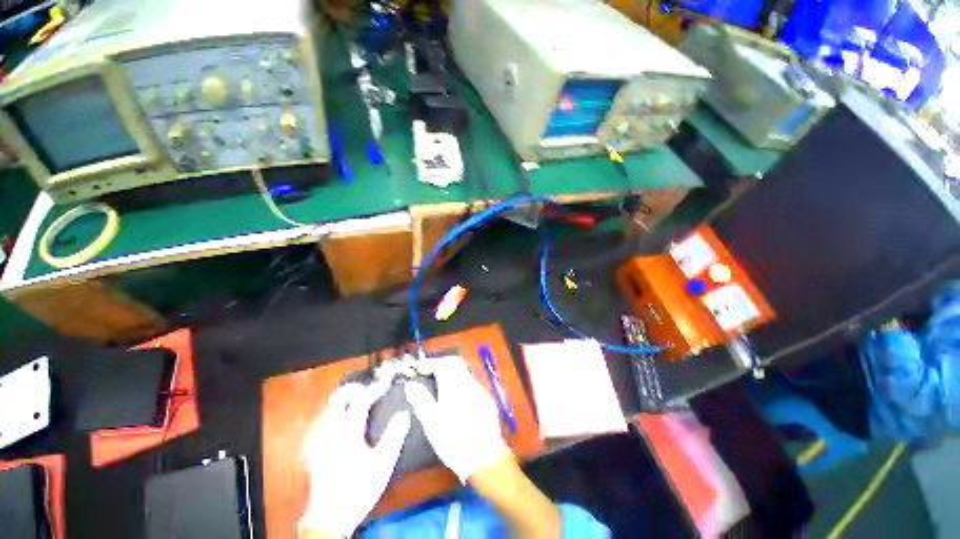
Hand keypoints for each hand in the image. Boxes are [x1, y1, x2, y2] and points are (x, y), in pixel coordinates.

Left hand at [300, 382, 410, 536]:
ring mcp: (322, 441)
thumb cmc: (358, 487)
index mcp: (348, 430)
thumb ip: (395, 435)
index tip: (388, 382)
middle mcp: (332, 431)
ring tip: (362, 403)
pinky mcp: (317, 452)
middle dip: (356, 392)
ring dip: (347, 402)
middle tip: (372, 391)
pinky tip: (346, 425)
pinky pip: (327, 425)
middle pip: (341, 401)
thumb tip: (405, 413)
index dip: (376, 388)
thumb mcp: (383, 462)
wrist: (329, 518)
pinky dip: (338, 416)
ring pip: (331, 412)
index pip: (362, 400)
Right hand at [404, 356, 509, 482]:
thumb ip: (421, 400)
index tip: (421, 368)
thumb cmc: (454, 440)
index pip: (443, 363)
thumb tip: (410, 384)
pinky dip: (461, 384)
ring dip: (452, 373)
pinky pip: (472, 383)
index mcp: (454, 385)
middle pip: (456, 363)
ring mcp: (480, 390)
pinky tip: (457, 399)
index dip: (430, 362)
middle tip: (430, 372)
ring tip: (440, 386)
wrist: (485, 457)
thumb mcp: (431, 422)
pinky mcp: (487, 399)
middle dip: (442, 363)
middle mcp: (469, 382)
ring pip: (465, 372)